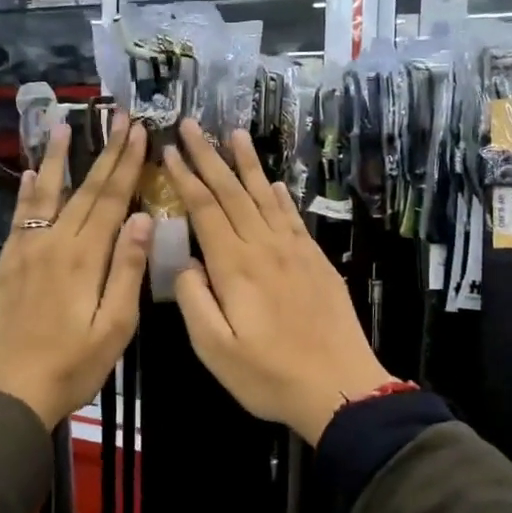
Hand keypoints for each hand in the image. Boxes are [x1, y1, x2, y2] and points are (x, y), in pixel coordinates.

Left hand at [0, 115, 151, 429]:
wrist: (7, 390)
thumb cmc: (72, 365)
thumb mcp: (114, 326)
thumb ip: (127, 270)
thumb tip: (142, 218)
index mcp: (86, 257)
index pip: (112, 199)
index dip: (127, 163)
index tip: (138, 131)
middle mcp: (55, 242)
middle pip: (85, 189)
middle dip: (105, 152)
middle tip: (118, 117)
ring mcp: (27, 249)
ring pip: (48, 193)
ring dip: (60, 158)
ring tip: (66, 125)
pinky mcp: (9, 262)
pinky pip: (21, 215)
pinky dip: (29, 191)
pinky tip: (33, 172)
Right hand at [163, 121, 391, 443]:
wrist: (341, 388)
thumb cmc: (270, 376)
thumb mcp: (216, 350)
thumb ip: (195, 301)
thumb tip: (187, 263)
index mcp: (235, 267)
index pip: (205, 210)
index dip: (186, 178)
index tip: (170, 149)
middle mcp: (265, 248)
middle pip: (232, 193)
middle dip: (209, 156)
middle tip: (192, 124)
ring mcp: (295, 251)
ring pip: (265, 196)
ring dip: (246, 164)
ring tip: (233, 133)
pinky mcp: (316, 261)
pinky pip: (292, 217)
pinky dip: (279, 195)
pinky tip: (272, 181)